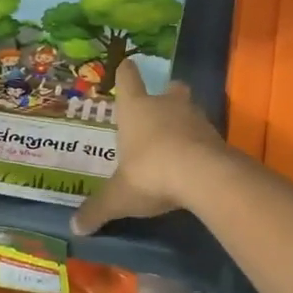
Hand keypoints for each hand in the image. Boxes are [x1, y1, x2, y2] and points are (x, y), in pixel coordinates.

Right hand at [70, 58, 227, 235]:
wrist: (203, 175)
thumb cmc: (150, 173)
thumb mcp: (119, 196)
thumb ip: (98, 209)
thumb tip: (74, 228)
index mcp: (136, 109)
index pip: (128, 80)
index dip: (126, 73)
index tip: (127, 65)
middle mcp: (166, 105)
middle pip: (170, 89)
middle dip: (166, 95)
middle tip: (160, 109)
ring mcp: (195, 118)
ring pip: (190, 110)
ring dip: (184, 122)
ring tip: (177, 143)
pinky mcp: (217, 136)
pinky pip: (206, 135)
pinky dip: (200, 145)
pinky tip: (195, 163)